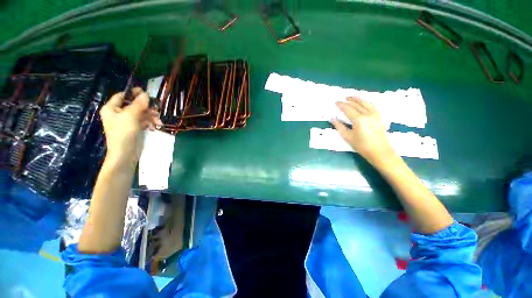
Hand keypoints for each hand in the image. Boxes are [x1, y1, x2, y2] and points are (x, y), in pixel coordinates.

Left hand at [99, 87, 162, 164]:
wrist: (125, 153)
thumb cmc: (124, 133)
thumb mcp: (131, 116)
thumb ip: (138, 104)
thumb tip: (146, 94)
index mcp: (112, 108)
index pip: (122, 96)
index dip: (133, 93)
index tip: (146, 93)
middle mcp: (118, 113)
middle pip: (134, 105)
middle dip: (146, 107)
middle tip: (157, 110)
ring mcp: (127, 122)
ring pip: (141, 113)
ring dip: (151, 116)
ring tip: (158, 121)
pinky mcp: (134, 128)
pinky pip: (143, 121)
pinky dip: (150, 122)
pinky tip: (156, 126)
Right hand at [331, 97, 395, 164]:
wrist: (380, 152)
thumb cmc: (362, 146)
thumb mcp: (348, 137)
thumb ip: (340, 126)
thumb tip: (332, 119)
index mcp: (358, 119)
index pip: (348, 109)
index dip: (341, 105)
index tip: (335, 102)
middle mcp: (367, 114)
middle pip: (356, 104)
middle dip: (348, 101)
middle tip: (341, 99)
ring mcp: (375, 114)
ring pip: (365, 103)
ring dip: (357, 99)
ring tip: (351, 96)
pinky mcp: (379, 117)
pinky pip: (372, 106)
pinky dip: (366, 102)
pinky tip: (364, 102)